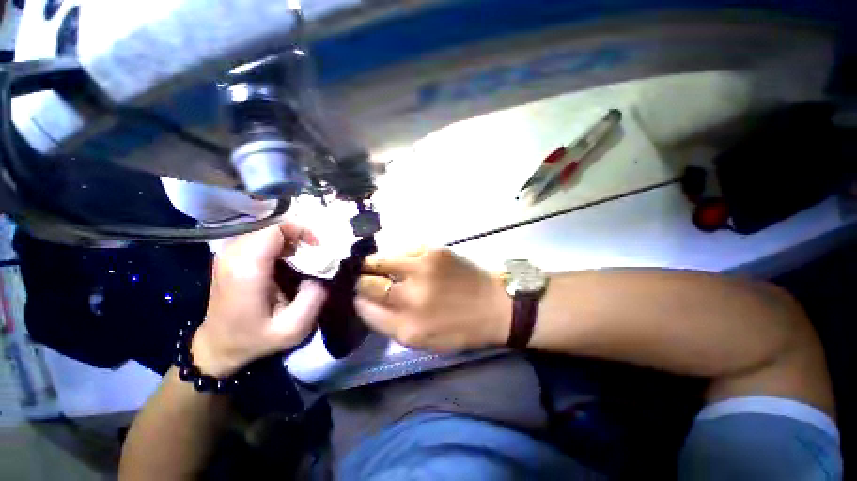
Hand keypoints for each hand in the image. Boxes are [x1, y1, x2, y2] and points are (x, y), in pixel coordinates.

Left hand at [192, 223, 326, 376]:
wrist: (218, 345)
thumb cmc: (254, 338)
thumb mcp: (293, 328)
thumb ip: (314, 297)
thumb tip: (324, 271)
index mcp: (246, 269)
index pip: (274, 229)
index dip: (301, 230)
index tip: (318, 245)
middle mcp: (233, 254)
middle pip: (272, 225)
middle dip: (299, 233)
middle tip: (316, 249)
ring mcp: (228, 252)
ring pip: (267, 228)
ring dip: (290, 237)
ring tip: (305, 254)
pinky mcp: (230, 254)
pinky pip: (260, 236)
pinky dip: (280, 241)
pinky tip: (289, 257)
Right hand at [355, 249, 511, 351]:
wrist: (496, 306)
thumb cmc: (460, 329)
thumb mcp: (424, 342)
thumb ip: (391, 324)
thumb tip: (366, 302)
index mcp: (407, 328)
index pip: (365, 309)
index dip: (358, 300)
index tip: (359, 296)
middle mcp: (411, 297)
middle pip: (367, 283)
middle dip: (361, 281)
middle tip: (364, 278)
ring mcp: (423, 269)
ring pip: (380, 260)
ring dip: (373, 263)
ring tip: (375, 265)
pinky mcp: (435, 251)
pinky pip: (403, 249)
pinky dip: (398, 255)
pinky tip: (402, 260)